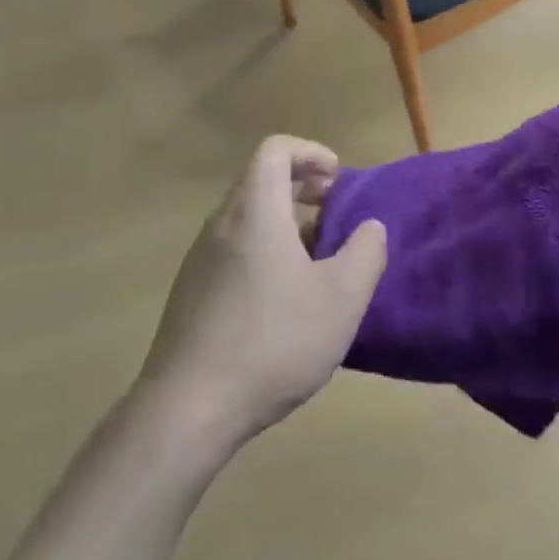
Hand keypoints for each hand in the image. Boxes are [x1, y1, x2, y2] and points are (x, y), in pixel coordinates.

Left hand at [136, 136, 387, 448]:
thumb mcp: (341, 298)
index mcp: (255, 212)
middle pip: (260, 180)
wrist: (188, 409)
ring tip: (317, 259)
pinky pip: (233, 248)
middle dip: (302, 187)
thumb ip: (366, 252)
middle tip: (336, 214)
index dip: (311, 153)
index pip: (275, 150)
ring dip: (285, 222)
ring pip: (247, 217)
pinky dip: (264, 249)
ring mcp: (200, 258)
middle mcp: (221, 224)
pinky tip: (284, 297)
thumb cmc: (273, 342)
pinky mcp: (191, 291)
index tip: (339, 180)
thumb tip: (370, 227)